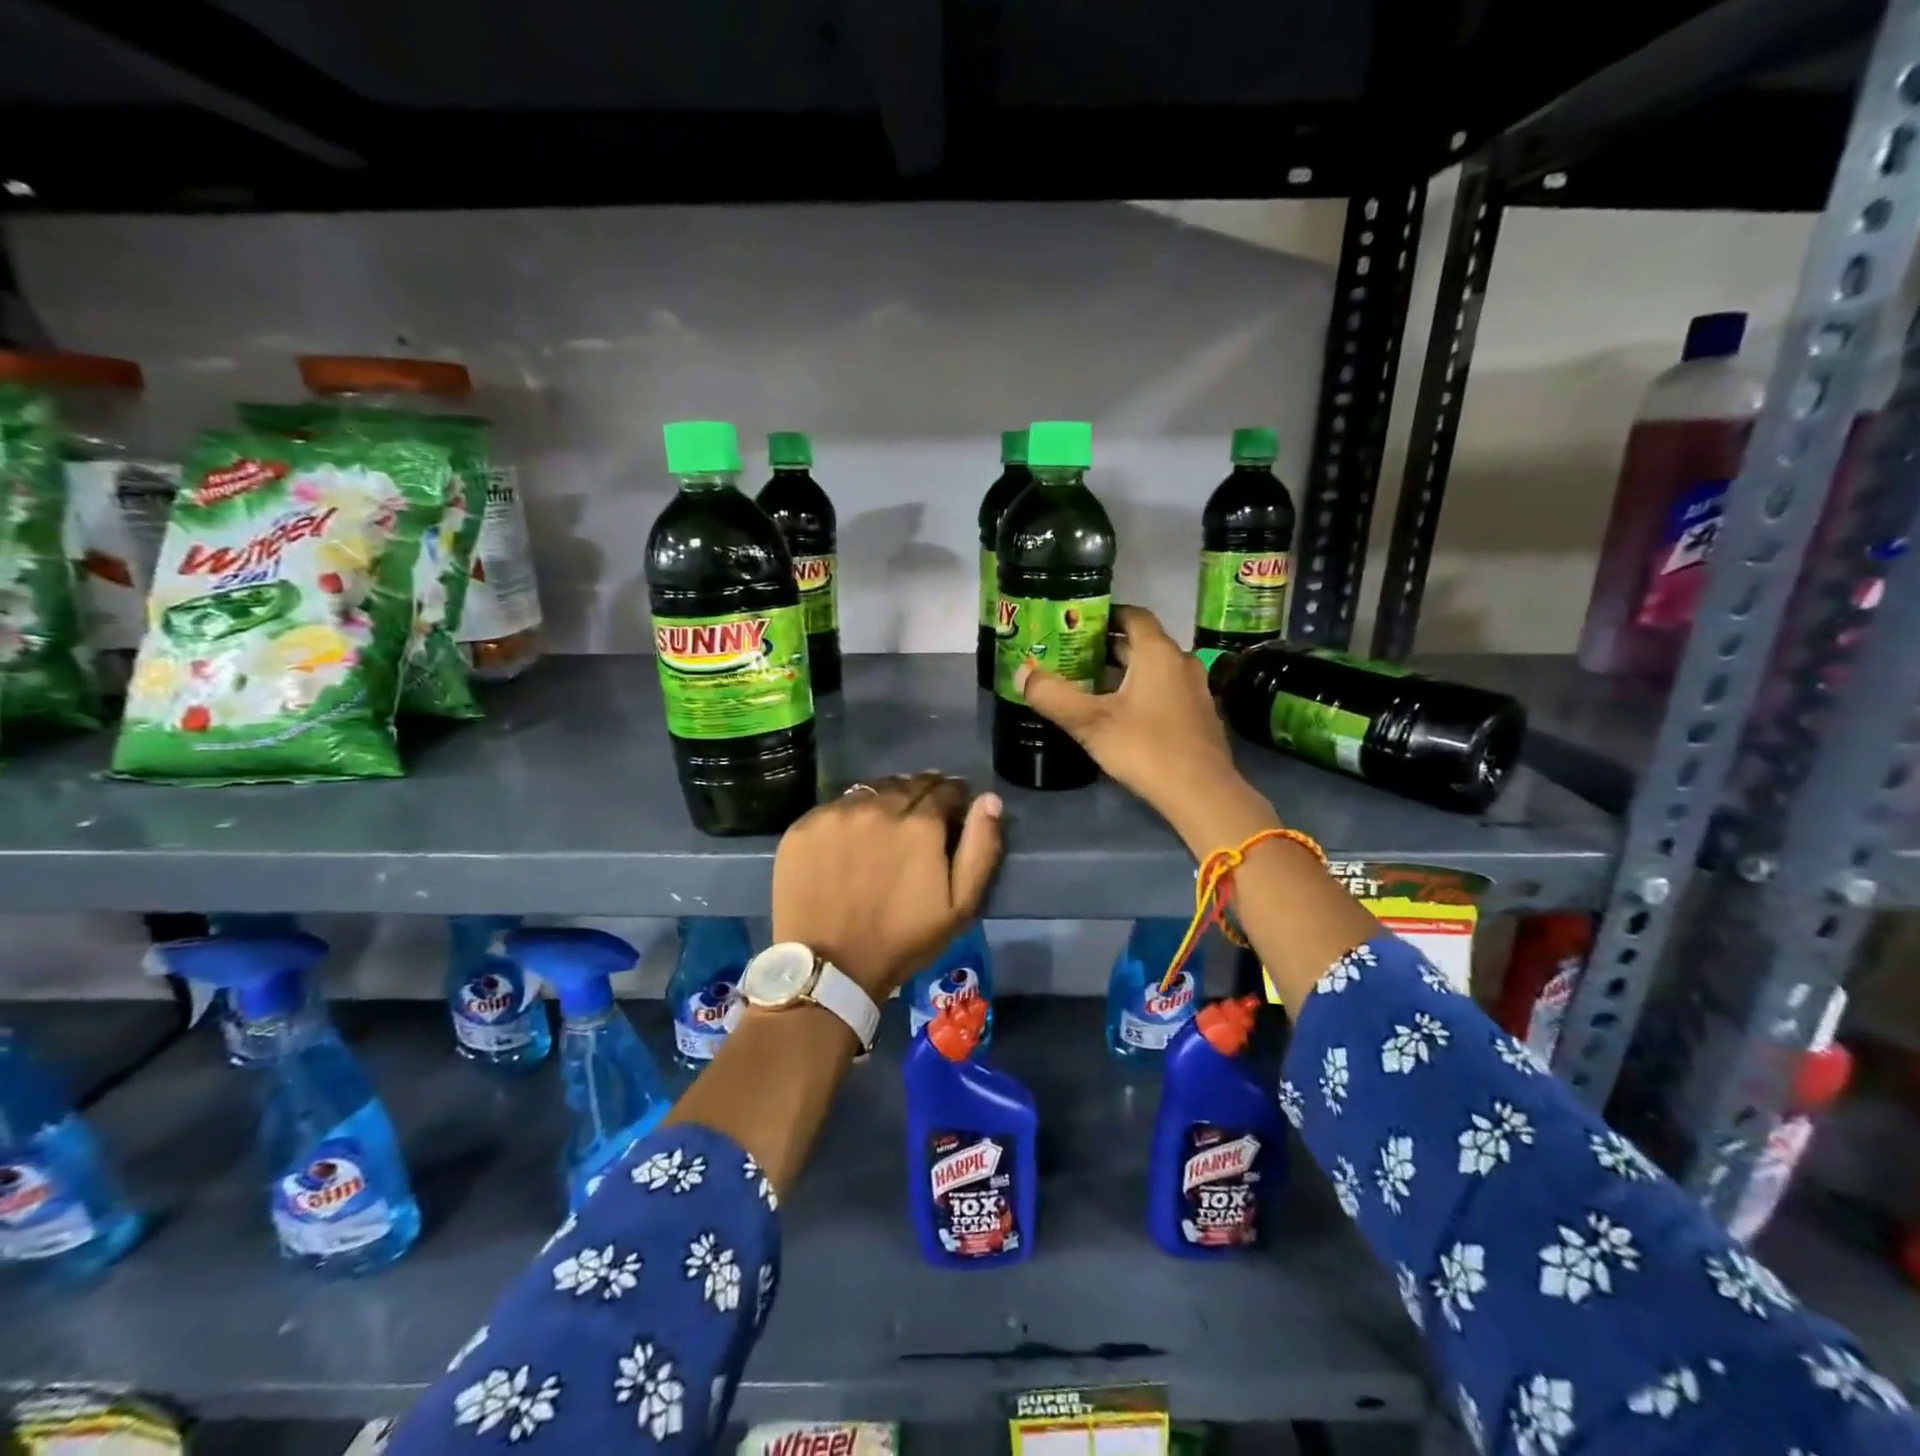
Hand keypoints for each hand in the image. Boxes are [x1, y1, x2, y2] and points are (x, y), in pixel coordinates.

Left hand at [771, 773, 1003, 1002]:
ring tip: (885, 826)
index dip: (954, 798)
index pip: (945, 789)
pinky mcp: (805, 825)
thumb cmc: (902, 941)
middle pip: (908, 784)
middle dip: (921, 795)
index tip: (952, 813)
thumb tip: (989, 799)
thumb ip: (980, 847)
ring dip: (885, 801)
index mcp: (920, 823)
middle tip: (920, 819)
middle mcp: (879, 806)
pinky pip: (836, 807)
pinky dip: (850, 815)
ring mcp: (837, 813)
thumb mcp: (959, 906)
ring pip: (871, 791)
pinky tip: (850, 839)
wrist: (829, 967)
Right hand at [1016, 605, 1279, 852]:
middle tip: (1071, 655)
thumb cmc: (1145, 747)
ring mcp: (1194, 690)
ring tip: (1089, 685)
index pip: (1133, 614)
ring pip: (1153, 669)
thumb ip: (1052, 696)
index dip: (1105, 614)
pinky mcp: (1199, 716)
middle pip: (1141, 643)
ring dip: (1123, 672)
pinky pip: (1165, 691)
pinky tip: (1119, 714)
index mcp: (1158, 652)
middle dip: (1107, 647)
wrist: (1201, 793)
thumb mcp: (1089, 722)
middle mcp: (1181, 662)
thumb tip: (1022, 675)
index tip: (1076, 623)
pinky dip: (1141, 692)